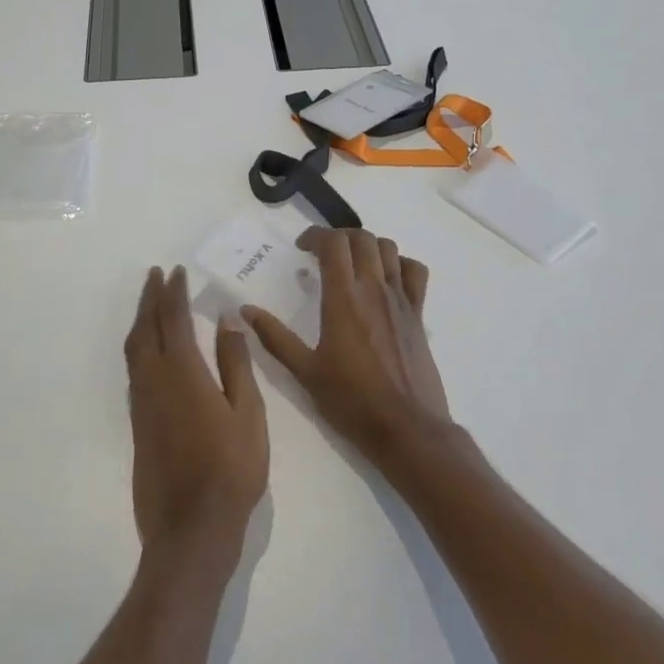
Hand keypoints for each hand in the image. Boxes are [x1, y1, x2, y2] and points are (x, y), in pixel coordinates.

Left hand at [125, 266, 268, 559]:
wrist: (190, 527)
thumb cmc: (231, 470)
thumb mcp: (247, 414)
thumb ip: (235, 364)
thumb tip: (226, 320)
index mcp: (183, 373)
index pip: (173, 320)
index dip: (173, 293)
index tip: (175, 271)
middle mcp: (154, 381)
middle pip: (145, 328)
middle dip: (149, 298)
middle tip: (155, 275)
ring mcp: (142, 403)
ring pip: (133, 349)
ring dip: (140, 320)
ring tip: (149, 303)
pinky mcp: (137, 424)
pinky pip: (133, 370)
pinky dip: (139, 347)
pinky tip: (149, 351)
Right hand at [243, 229, 453, 468]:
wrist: (406, 427)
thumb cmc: (350, 400)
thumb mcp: (304, 371)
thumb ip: (274, 337)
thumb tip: (245, 310)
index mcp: (343, 298)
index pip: (333, 244)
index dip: (315, 236)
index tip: (301, 248)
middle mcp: (374, 289)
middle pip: (361, 238)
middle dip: (339, 237)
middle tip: (322, 254)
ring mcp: (400, 300)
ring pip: (389, 249)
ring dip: (367, 246)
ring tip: (352, 263)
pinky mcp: (418, 314)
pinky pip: (415, 272)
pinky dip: (400, 264)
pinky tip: (387, 279)